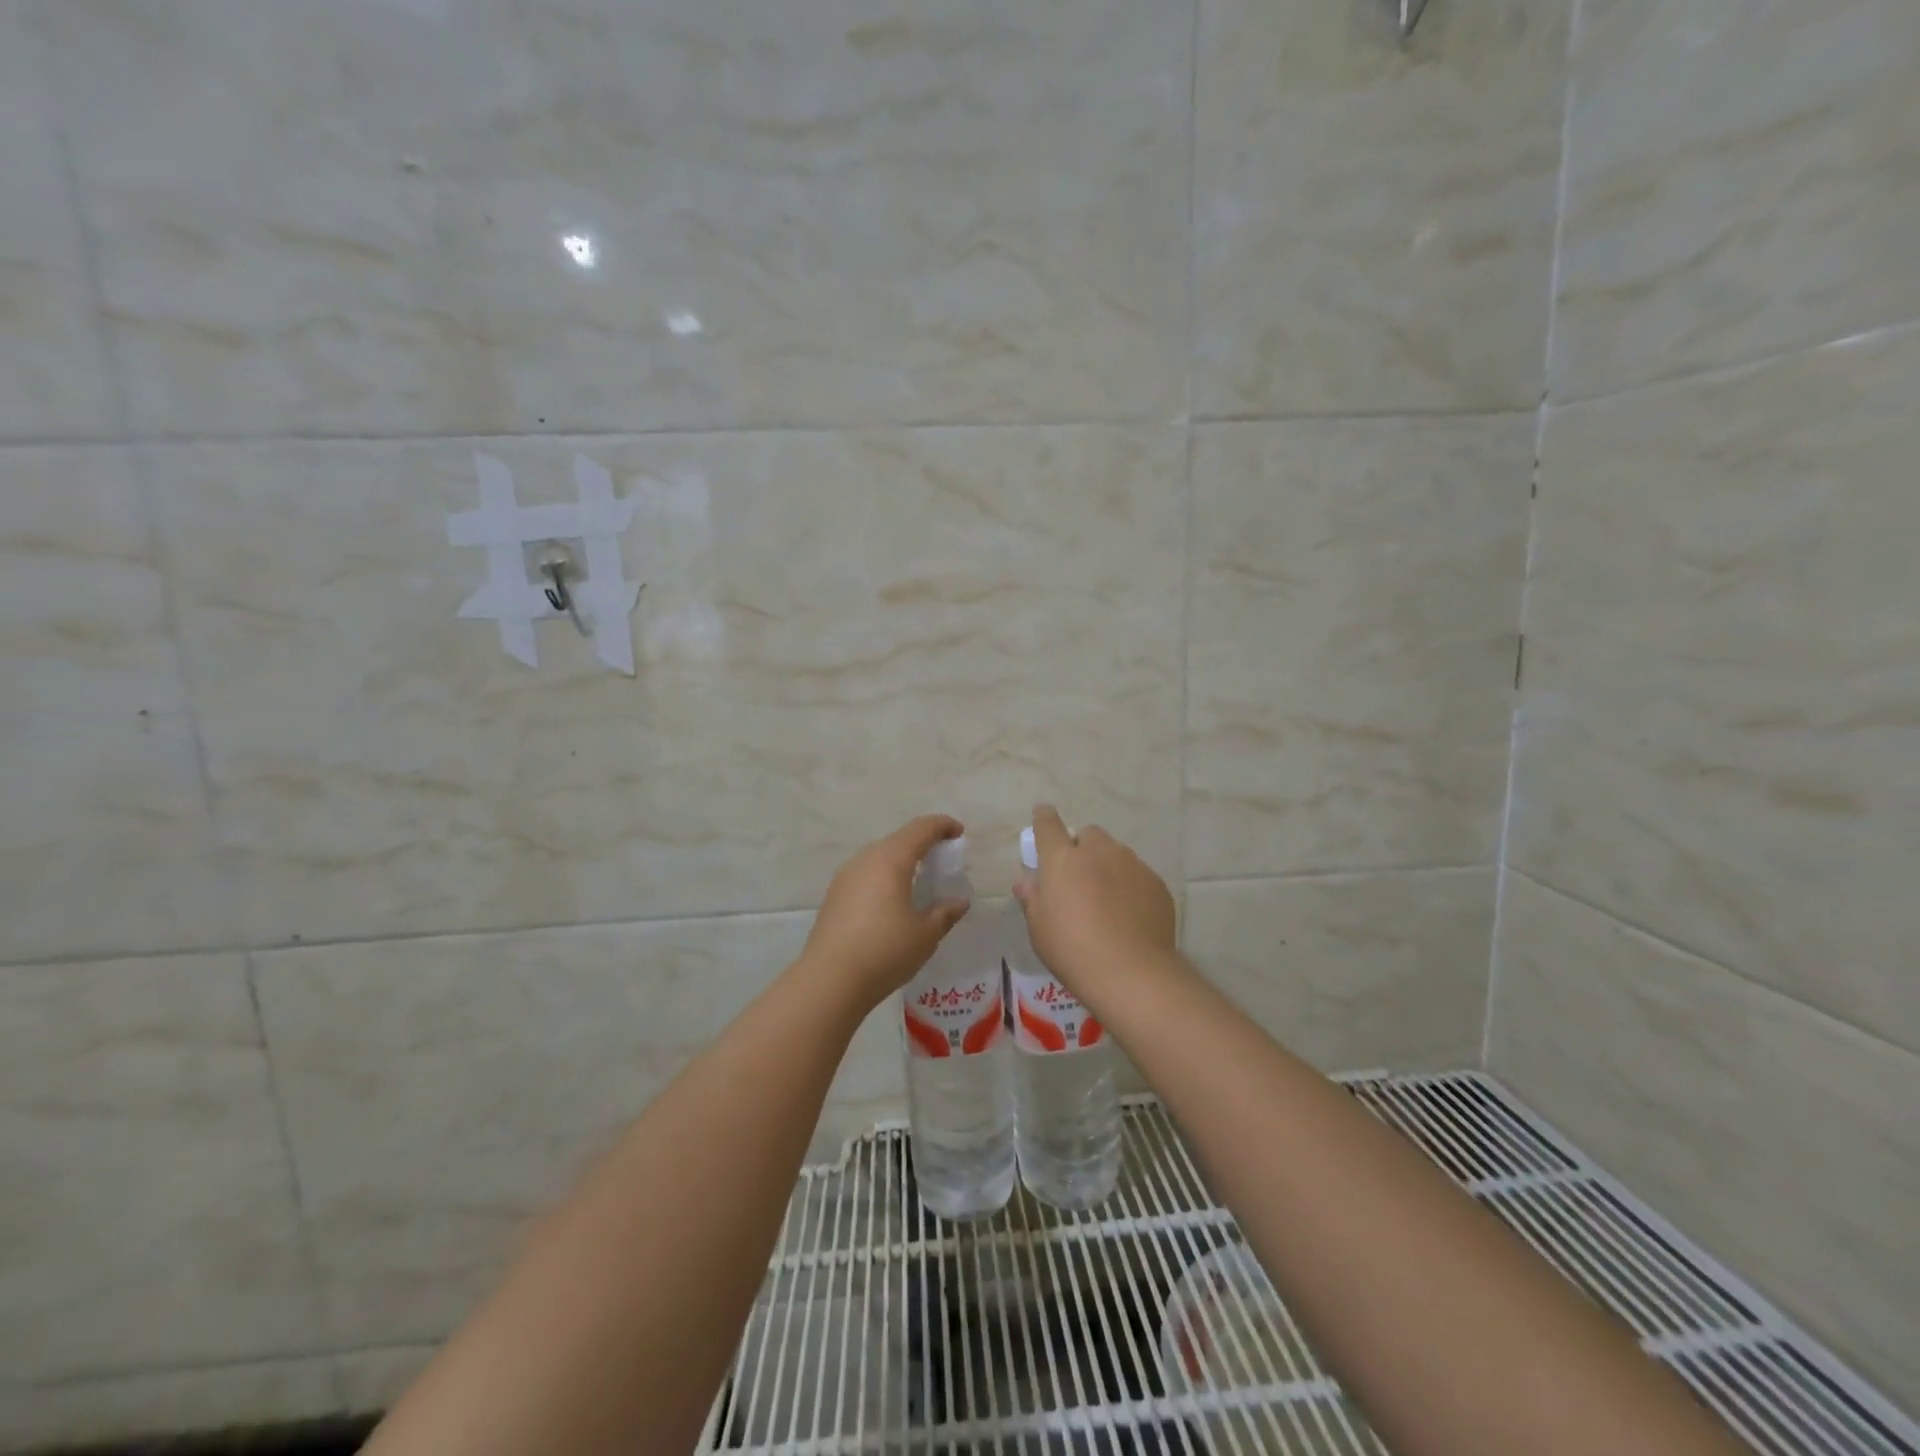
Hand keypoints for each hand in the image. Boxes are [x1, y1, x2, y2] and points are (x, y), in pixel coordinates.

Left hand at [800, 815, 970, 1008]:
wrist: (829, 981)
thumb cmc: (885, 951)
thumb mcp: (925, 934)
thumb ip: (945, 913)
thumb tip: (960, 901)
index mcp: (891, 860)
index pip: (921, 829)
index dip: (942, 825)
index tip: (958, 833)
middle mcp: (865, 859)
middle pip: (898, 840)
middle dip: (922, 844)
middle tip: (941, 860)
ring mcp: (845, 877)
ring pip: (879, 856)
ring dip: (901, 861)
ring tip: (917, 882)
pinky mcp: (834, 895)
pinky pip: (865, 874)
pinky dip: (884, 877)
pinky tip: (891, 901)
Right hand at [1013, 805, 1176, 1001]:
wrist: (1131, 973)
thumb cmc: (1072, 949)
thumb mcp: (1039, 928)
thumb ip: (1032, 898)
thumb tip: (1027, 881)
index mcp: (1063, 859)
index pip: (1048, 824)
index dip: (1044, 818)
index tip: (1042, 816)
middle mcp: (1099, 852)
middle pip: (1088, 835)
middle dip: (1082, 848)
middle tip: (1078, 877)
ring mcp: (1131, 865)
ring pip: (1116, 853)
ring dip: (1107, 865)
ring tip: (1107, 899)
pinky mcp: (1156, 883)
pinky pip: (1138, 875)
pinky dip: (1130, 886)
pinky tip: (1129, 914)